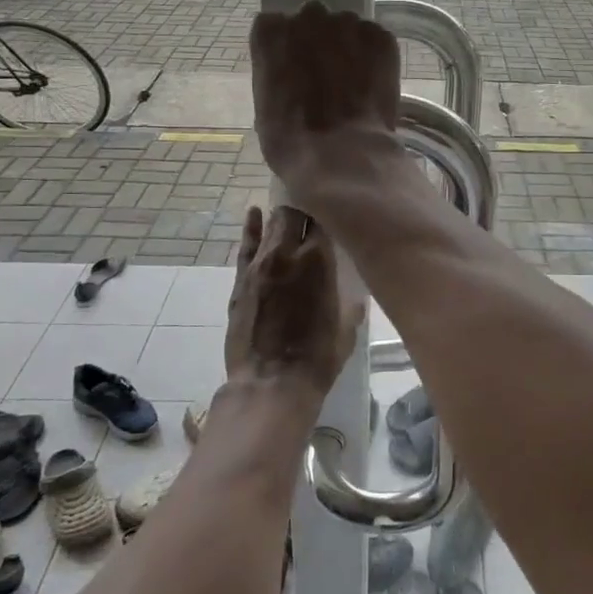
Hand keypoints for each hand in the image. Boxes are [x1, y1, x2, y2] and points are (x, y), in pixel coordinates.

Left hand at [225, 205, 362, 401]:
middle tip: (312, 217)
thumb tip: (352, 280)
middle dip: (304, 211)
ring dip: (282, 219)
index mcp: (319, 260)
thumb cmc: (318, 357)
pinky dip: (252, 227)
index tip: (335, 215)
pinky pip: (246, 244)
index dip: (329, 214)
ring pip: (271, 223)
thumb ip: (350, 293)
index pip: (324, 219)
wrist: (271, 383)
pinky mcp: (241, 278)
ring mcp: (260, 263)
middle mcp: (288, 252)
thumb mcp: (349, 323)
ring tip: (289, 217)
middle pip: (294, 212)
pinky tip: (254, 214)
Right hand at [248, 3, 399, 193]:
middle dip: (318, 44)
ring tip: (354, 85)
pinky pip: (376, 41)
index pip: (275, 26)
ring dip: (349, 49)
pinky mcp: (381, 39)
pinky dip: (375, 59)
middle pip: (313, 21)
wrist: (341, 155)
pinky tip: (373, 87)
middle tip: (325, 78)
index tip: (293, 70)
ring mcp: (348, 25)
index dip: (287, 51)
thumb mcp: (265, 106)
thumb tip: (293, 77)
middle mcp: (308, 17)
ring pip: (347, 29)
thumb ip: (278, 75)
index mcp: (271, 31)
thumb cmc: (291, 141)